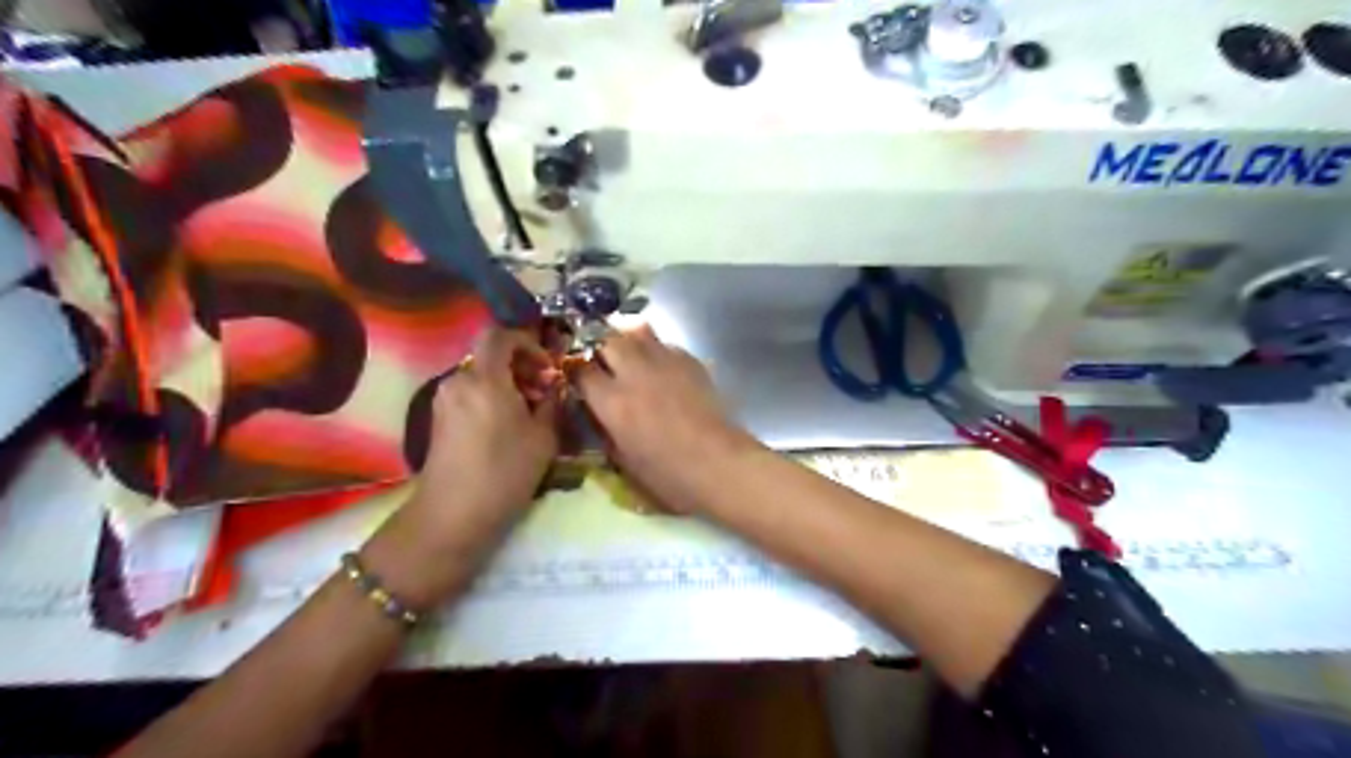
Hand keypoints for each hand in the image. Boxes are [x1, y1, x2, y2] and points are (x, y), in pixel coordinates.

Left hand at [358, 329, 559, 606]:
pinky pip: (469, 393)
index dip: (527, 342)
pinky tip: (507, 427)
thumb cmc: (505, 473)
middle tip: (544, 392)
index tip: (547, 367)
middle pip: (491, 356)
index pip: (500, 335)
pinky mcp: (439, 419)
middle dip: (521, 367)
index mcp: (486, 379)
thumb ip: (552, 403)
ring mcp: (444, 400)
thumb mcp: (543, 437)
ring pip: (481, 376)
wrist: (453, 515)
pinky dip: (491, 398)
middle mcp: (459, 381)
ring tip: (529, 412)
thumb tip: (554, 386)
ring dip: (507, 384)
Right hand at [578, 322, 756, 508]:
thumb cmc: (669, 475)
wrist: (719, 463)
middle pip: (607, 340)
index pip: (580, 370)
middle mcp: (634, 373)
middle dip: (600, 348)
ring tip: (631, 356)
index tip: (576, 377)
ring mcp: (664, 363)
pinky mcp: (691, 362)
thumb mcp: (624, 461)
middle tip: (603, 363)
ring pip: (638, 332)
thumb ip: (607, 432)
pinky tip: (662, 369)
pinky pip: (666, 344)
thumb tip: (601, 417)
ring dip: (629, 341)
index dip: (574, 371)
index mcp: (612, 402)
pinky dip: (657, 351)